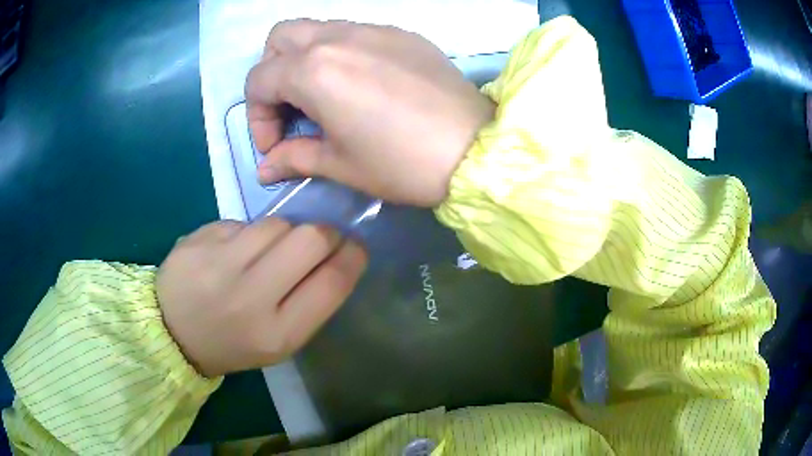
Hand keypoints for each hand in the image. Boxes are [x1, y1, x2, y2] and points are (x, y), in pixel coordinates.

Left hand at [156, 218, 366, 377]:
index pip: (333, 282)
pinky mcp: (199, 240)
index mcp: (278, 333)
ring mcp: (220, 264)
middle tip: (319, 238)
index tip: (355, 246)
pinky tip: (234, 251)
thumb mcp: (278, 341)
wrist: (171, 332)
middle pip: (310, 239)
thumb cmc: (232, 343)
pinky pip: (243, 222)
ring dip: (284, 231)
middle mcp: (250, 298)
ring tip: (269, 248)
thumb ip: (309, 302)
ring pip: (277, 223)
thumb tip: (334, 255)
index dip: (353, 256)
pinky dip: (248, 233)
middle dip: (325, 233)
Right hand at [246, 19, 494, 206]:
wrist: (475, 149)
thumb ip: (294, 159)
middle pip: (280, 38)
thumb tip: (265, 170)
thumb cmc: (402, 163)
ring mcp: (373, 29)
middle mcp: (337, 38)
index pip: (258, 80)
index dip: (257, 118)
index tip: (276, 147)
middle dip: (272, 72)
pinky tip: (362, 82)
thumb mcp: (340, 165)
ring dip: (304, 58)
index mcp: (314, 70)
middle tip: (290, 106)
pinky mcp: (401, 33)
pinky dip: (341, 52)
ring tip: (323, 95)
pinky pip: (354, 31)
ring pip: (317, 28)